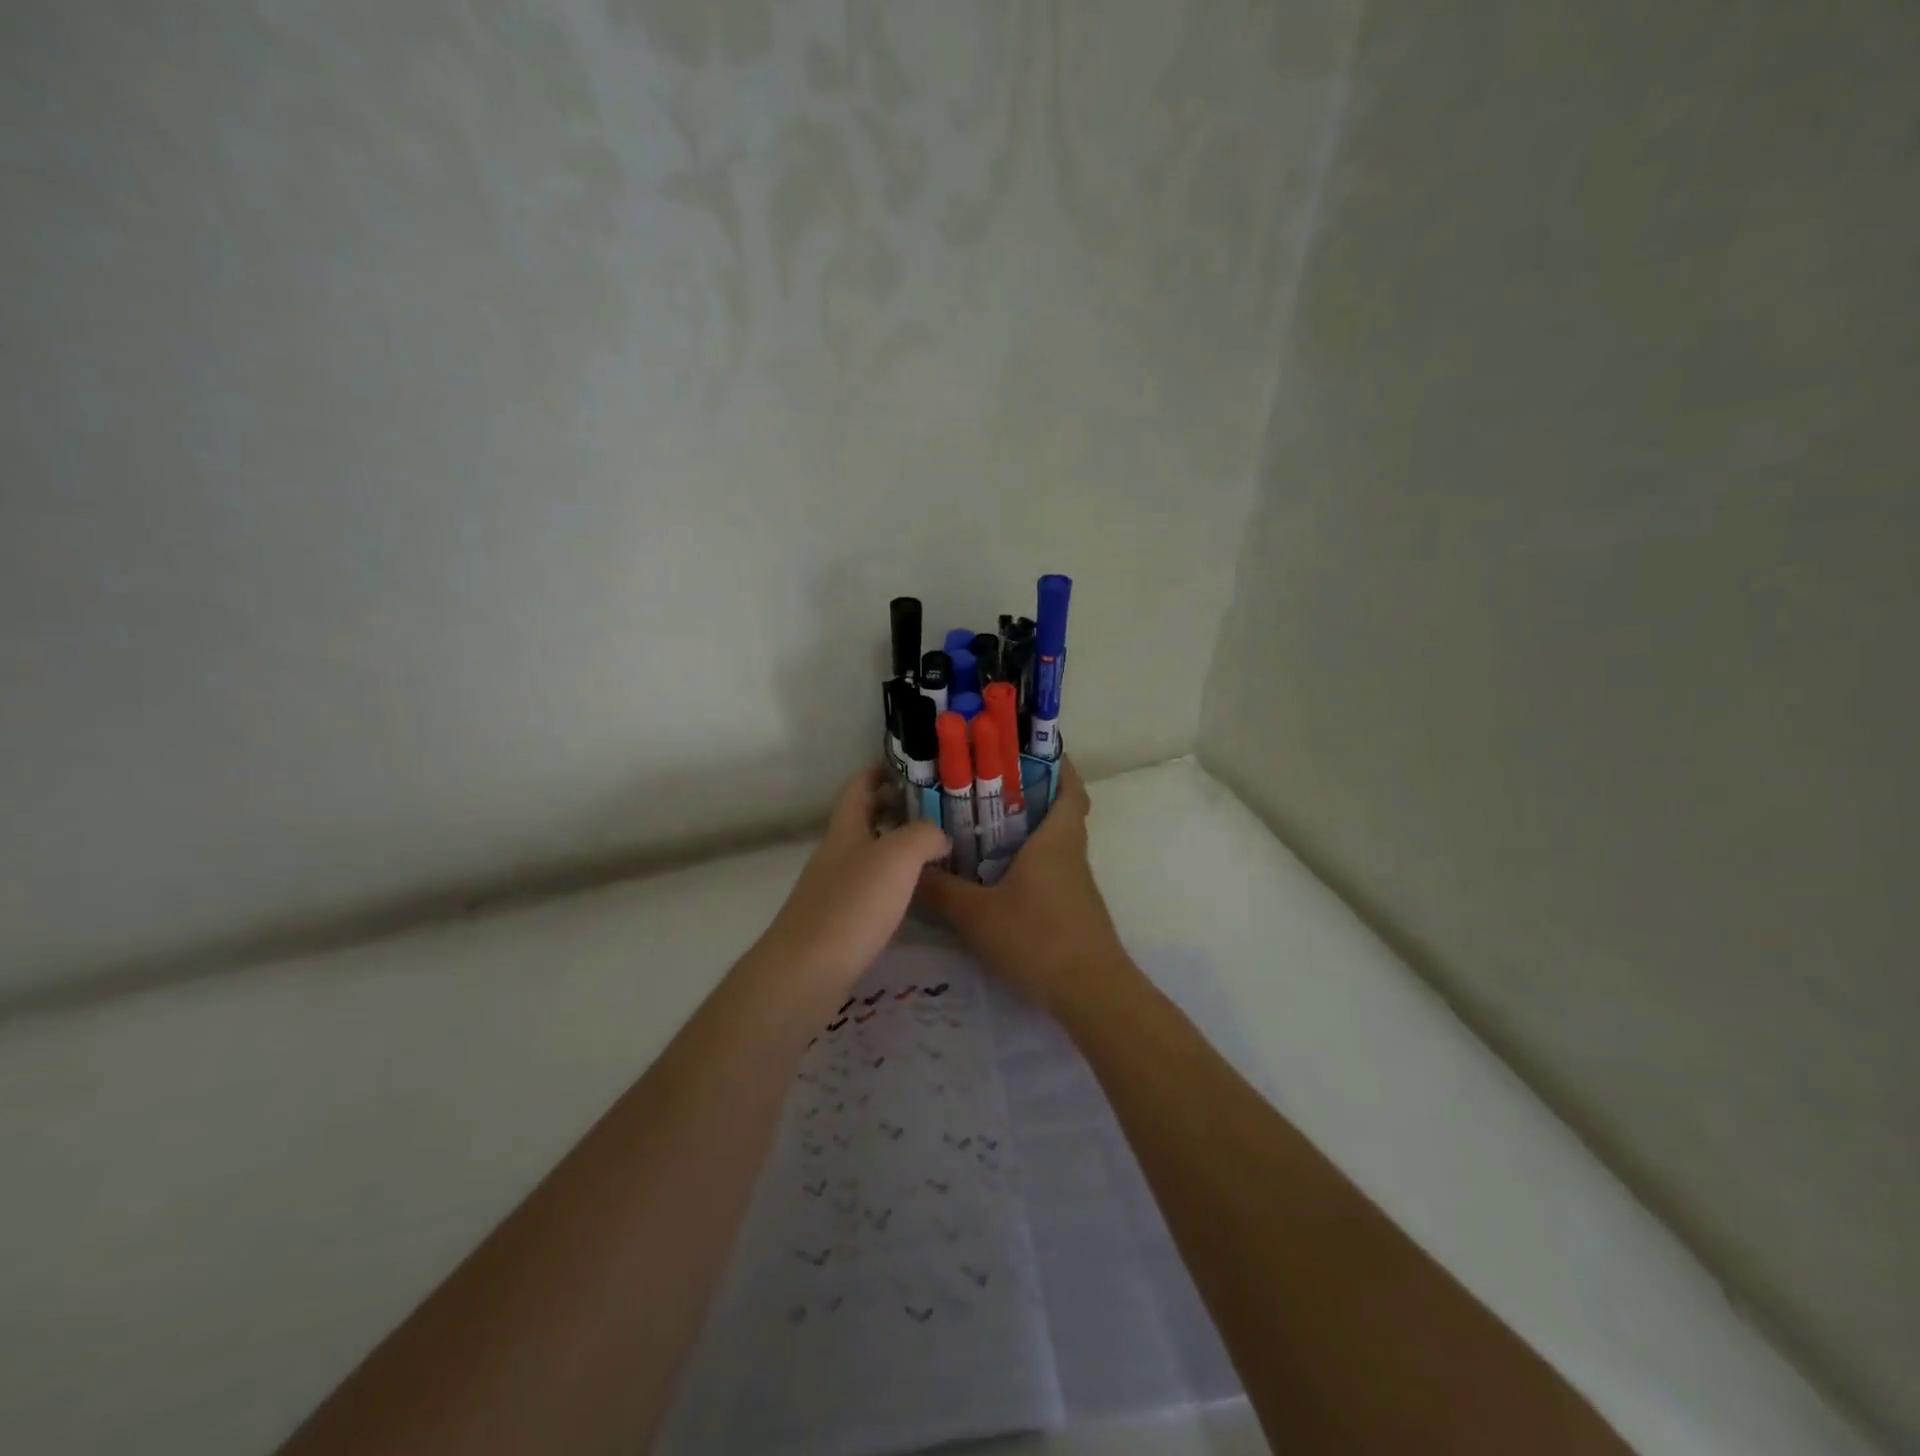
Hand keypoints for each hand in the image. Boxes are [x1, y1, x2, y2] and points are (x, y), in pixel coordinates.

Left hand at [753, 765, 949, 995]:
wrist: (806, 971)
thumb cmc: (852, 905)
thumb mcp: (897, 857)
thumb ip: (923, 836)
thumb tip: (939, 836)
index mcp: (845, 830)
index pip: (857, 787)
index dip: (877, 771)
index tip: (906, 766)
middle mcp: (835, 854)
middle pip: (861, 820)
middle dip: (892, 808)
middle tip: (931, 809)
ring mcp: (832, 889)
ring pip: (866, 855)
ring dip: (894, 846)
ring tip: (932, 850)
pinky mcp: (836, 922)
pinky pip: (868, 888)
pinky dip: (891, 882)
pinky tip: (912, 895)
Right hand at [915, 759, 1130, 1010]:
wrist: (1091, 993)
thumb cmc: (1037, 938)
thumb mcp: (977, 915)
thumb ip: (941, 891)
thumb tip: (910, 868)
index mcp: (1056, 839)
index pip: (1069, 788)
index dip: (1057, 766)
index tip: (1030, 753)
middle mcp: (1071, 853)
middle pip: (1060, 813)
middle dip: (1031, 796)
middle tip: (988, 789)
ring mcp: (1076, 884)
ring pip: (1055, 844)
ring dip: (1028, 832)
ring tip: (983, 829)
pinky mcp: (1075, 909)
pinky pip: (1052, 871)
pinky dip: (1030, 863)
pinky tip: (998, 878)